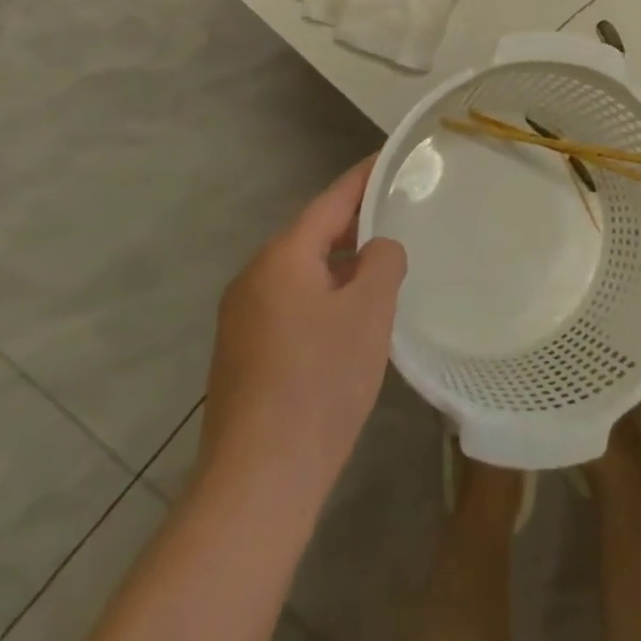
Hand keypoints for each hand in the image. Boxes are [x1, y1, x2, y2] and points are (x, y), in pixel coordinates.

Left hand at [200, 157, 405, 497]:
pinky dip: (322, 297)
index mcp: (282, 258)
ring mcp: (241, 318)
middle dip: (355, 224)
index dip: (364, 177)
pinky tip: (348, 322)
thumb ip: (382, 262)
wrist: (258, 483)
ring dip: (340, 266)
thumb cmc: (320, 384)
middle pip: (312, 235)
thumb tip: (377, 249)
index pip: (331, 201)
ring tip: (381, 267)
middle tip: (399, 214)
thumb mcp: (369, 312)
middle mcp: (253, 278)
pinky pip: (290, 305)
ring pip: (301, 273)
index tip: (391, 157)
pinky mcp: (242, 354)